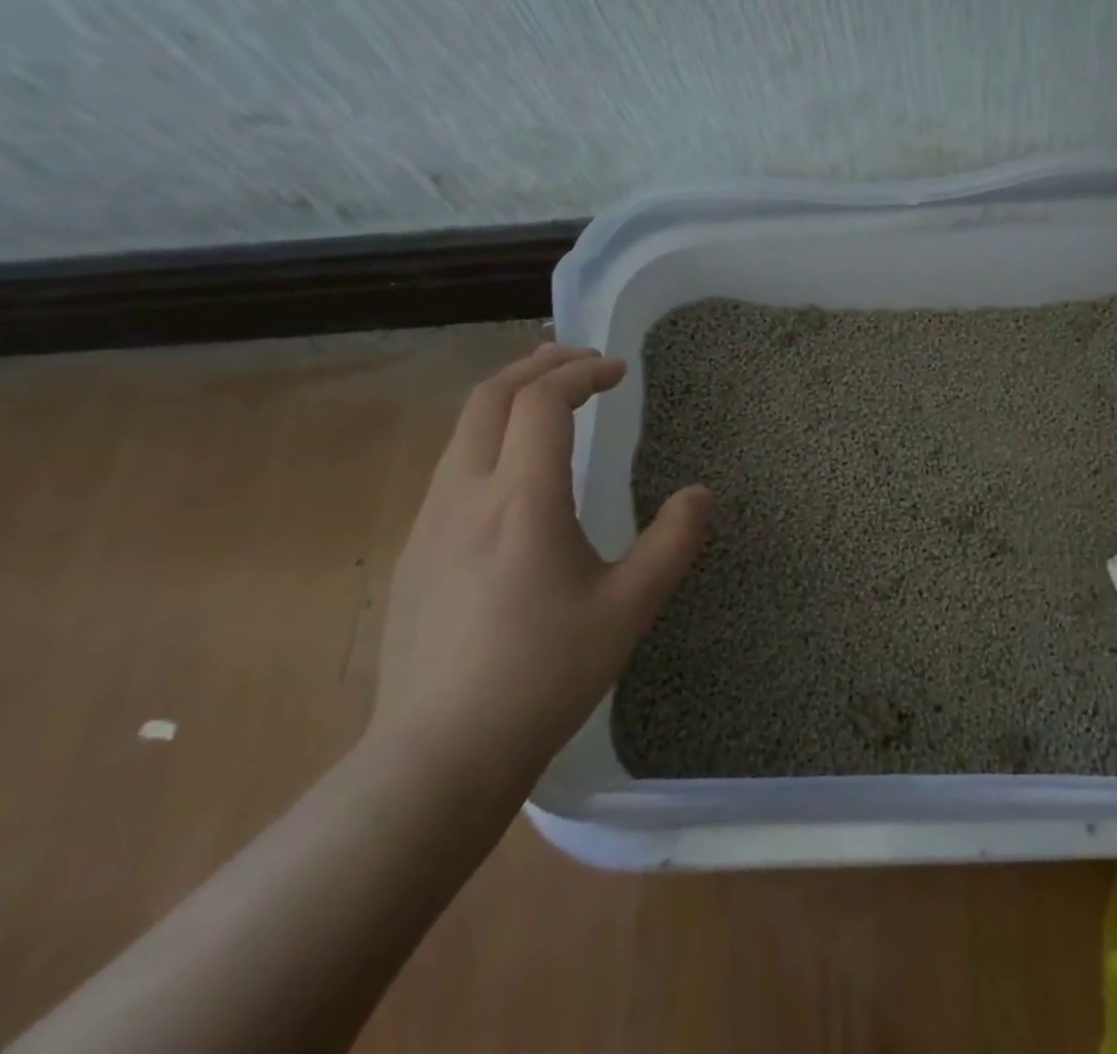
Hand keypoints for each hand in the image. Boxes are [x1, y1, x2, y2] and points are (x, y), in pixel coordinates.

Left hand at [368, 344, 711, 793]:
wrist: (437, 757)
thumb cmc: (544, 675)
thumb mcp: (628, 608)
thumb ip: (673, 542)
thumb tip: (702, 494)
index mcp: (521, 501)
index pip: (542, 402)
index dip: (582, 373)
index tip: (618, 370)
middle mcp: (466, 497)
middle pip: (490, 398)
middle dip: (537, 366)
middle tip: (580, 360)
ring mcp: (429, 525)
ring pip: (463, 431)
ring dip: (508, 399)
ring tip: (548, 400)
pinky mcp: (413, 554)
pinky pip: (451, 469)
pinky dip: (488, 439)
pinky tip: (513, 474)